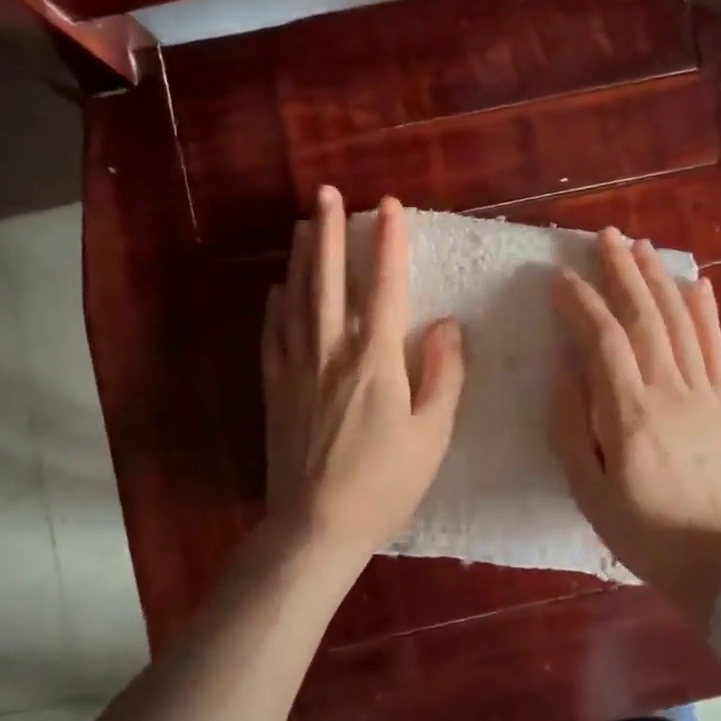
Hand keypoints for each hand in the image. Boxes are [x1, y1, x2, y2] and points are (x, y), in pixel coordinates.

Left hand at [261, 188, 464, 566]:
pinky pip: (273, 335)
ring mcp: (296, 368)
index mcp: (375, 359)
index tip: (389, 206)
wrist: (315, 527)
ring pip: (297, 299)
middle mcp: (331, 351)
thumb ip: (443, 374)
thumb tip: (447, 323)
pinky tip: (277, 290)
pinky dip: (277, 306)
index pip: (384, 286)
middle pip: (329, 279)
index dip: (388, 242)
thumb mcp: (432, 434)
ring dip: (301, 258)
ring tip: (301, 223)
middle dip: (330, 232)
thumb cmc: (384, 484)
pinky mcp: (274, 389)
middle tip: (327, 193)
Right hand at [550, 228, 720, 625]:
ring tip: (643, 246)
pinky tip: (698, 283)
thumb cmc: (642, 532)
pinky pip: (716, 348)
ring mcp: (704, 394)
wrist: (719, 563)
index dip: (582, 304)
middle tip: (607, 236)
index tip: (562, 278)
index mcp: (629, 415)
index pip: (604, 341)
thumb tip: (566, 371)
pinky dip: (707, 311)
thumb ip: (572, 427)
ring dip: (659, 280)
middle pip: (645, 318)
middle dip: (623, 272)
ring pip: (681, 323)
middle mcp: (669, 392)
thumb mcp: (588, 491)